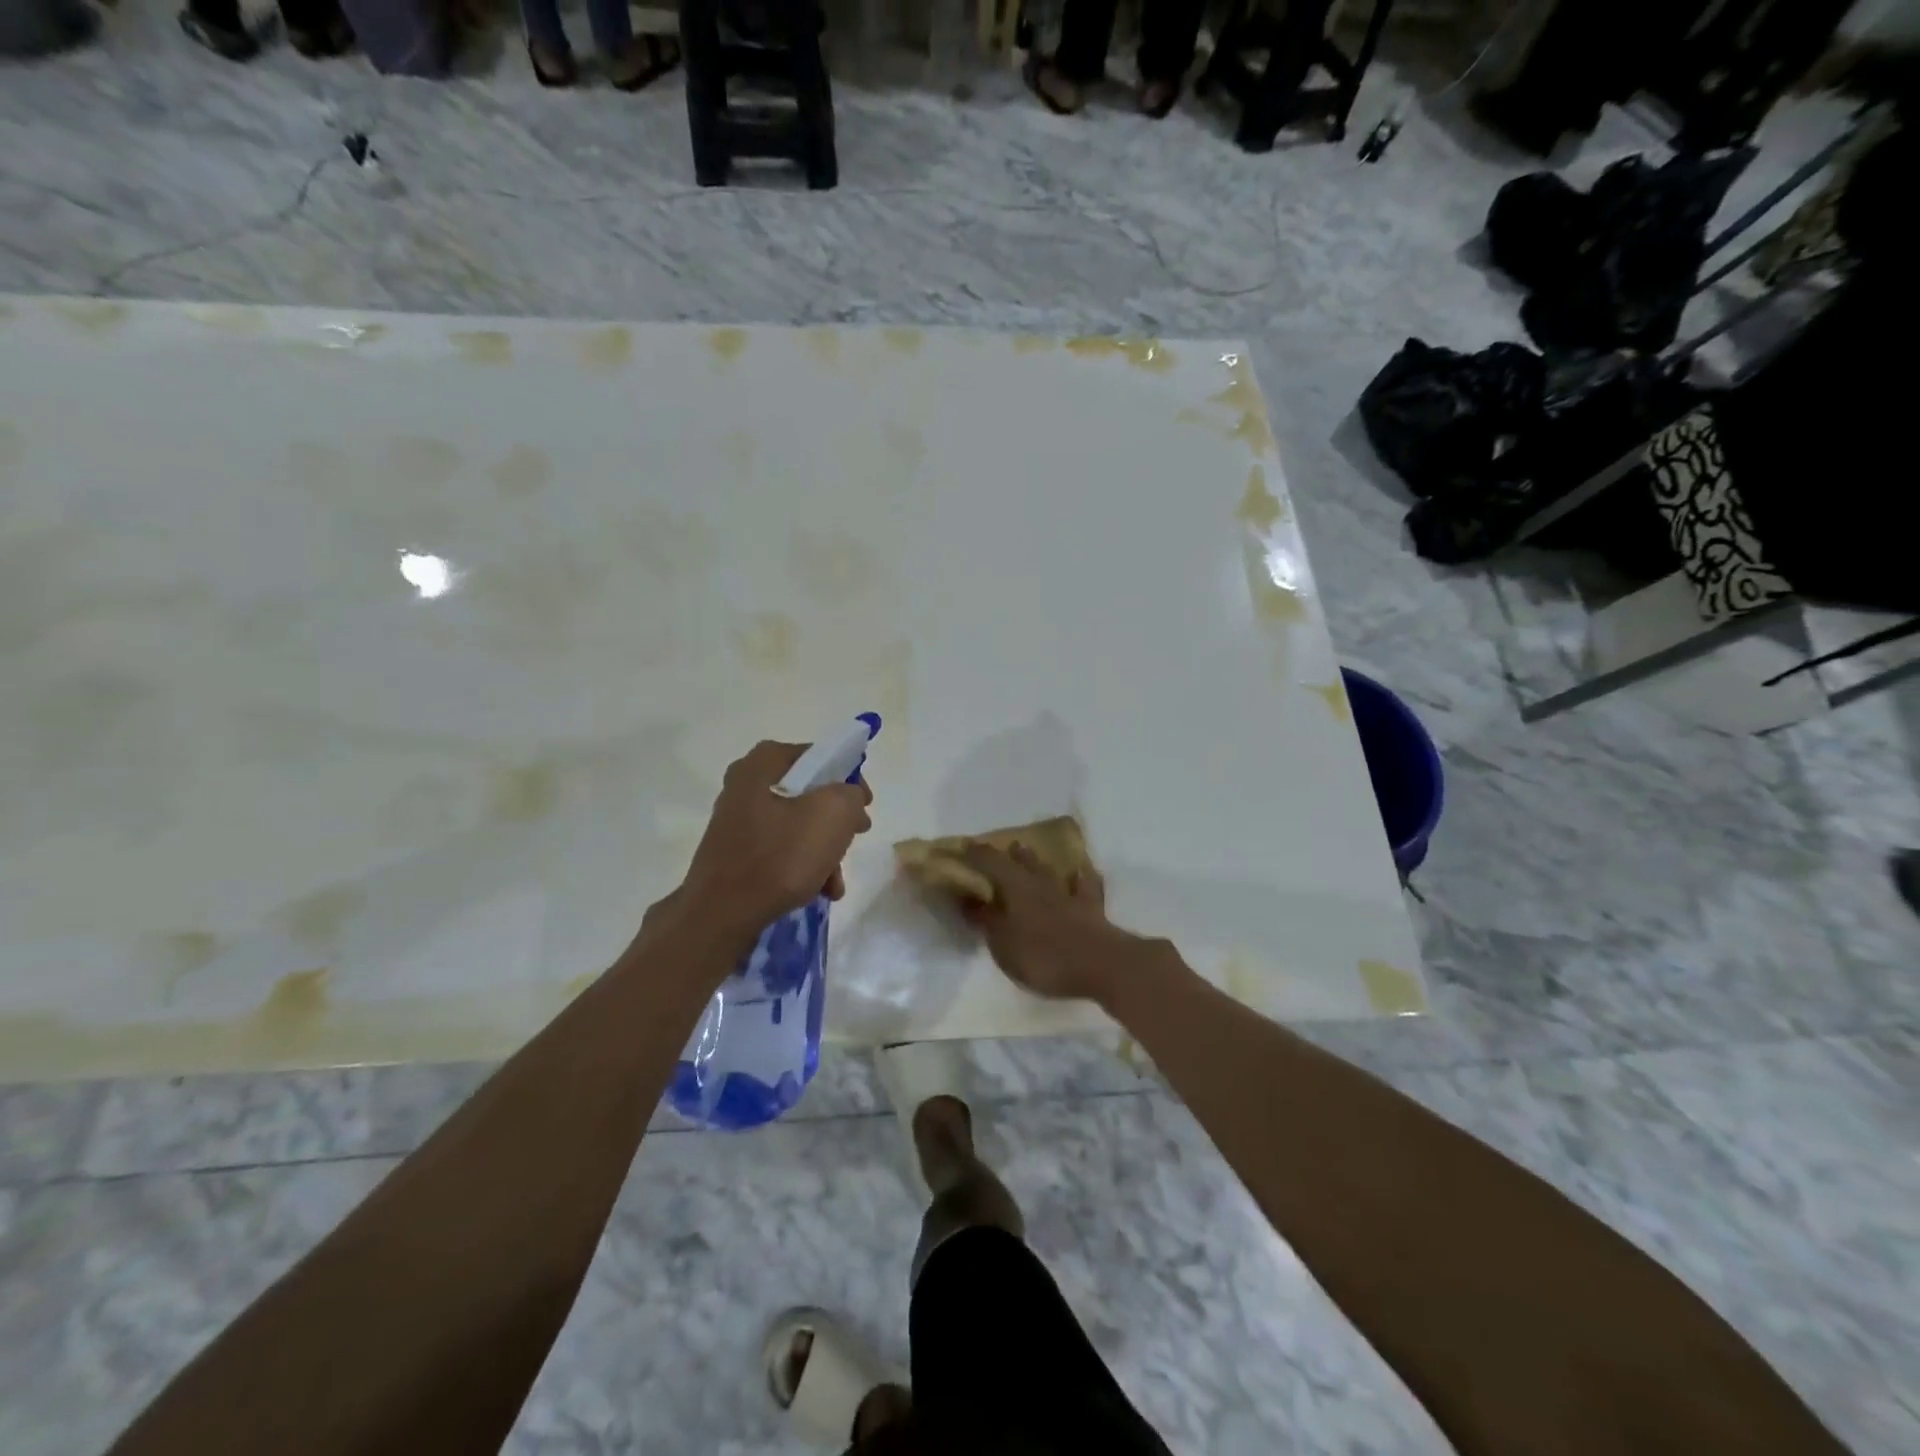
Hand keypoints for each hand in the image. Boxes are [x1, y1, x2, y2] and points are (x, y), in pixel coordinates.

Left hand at [675, 741, 872, 944]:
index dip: (849, 778)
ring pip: (796, 825)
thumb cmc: (780, 856)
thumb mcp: (833, 814)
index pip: (820, 756)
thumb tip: (849, 799)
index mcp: (764, 762)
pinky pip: (779, 848)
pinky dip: (802, 865)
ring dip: (824, 850)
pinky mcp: (735, 851)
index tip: (864, 806)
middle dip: (837, 821)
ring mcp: (737, 819)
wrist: (721, 914)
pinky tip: (818, 890)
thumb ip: (851, 794)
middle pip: (809, 793)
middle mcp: (745, 783)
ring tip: (835, 881)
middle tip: (855, 837)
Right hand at [957, 843, 1151, 1003]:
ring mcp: (1070, 895)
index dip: (978, 854)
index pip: (992, 862)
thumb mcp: (1003, 944)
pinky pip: (1085, 887)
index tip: (966, 846)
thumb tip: (967, 898)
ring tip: (1030, 853)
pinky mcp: (1092, 910)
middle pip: (1024, 862)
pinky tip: (1081, 873)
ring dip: (1038, 863)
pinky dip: (1080, 879)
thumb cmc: (1043, 955)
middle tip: (1003, 849)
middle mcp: (1042, 884)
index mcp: (1017, 887)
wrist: (1101, 965)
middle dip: (1011, 855)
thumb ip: (986, 919)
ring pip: (1051, 871)